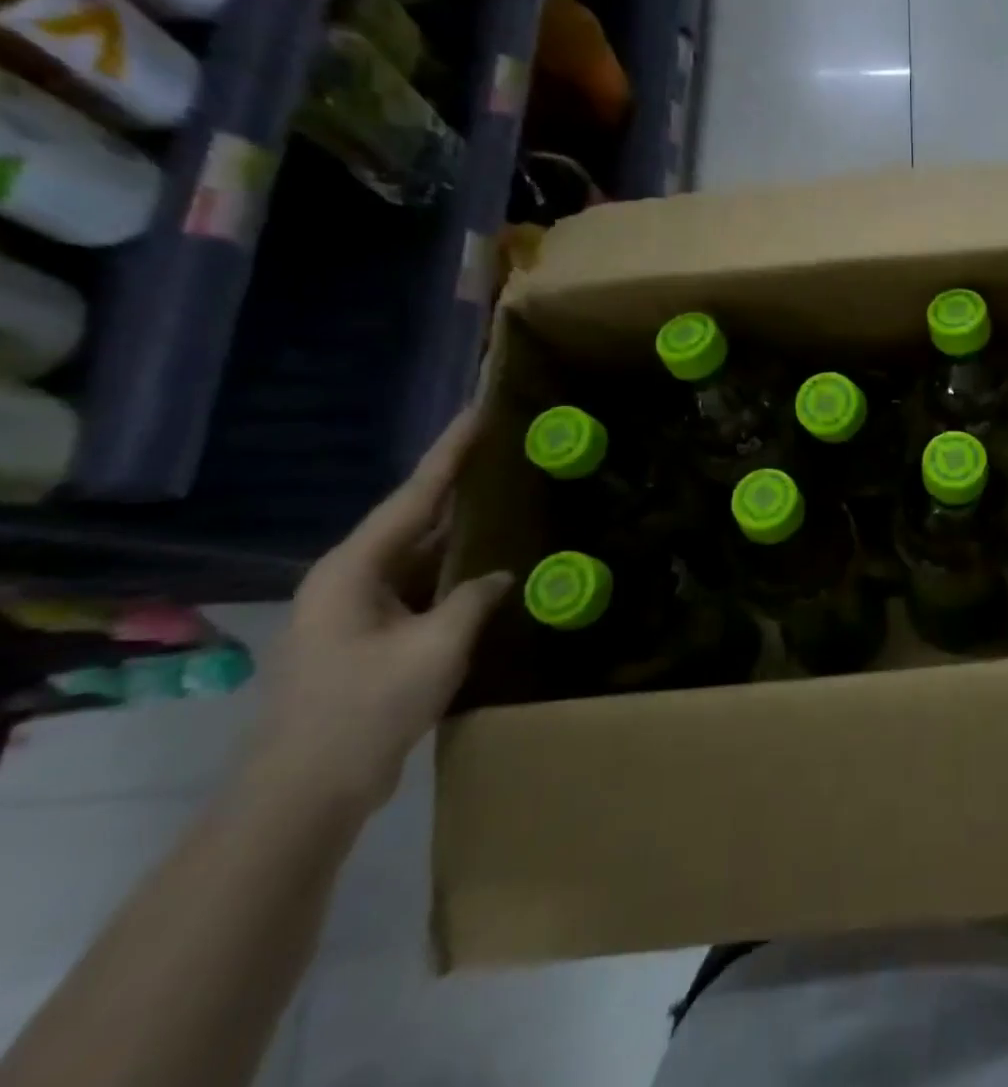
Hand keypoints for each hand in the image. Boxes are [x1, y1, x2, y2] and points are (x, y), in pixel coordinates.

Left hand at [239, 410, 513, 818]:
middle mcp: (350, 578)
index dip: (451, 451)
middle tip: (503, 450)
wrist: (304, 794)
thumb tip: (500, 575)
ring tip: (505, 497)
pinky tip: (486, 565)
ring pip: (418, 555)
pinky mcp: (369, 636)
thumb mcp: (436, 647)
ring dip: (458, 532)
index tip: (480, 411)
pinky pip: (419, 587)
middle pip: (414, 518)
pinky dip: (453, 572)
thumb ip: (474, 599)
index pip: (415, 495)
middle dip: (458, 486)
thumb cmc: (366, 709)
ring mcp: (356, 609)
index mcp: (354, 568)